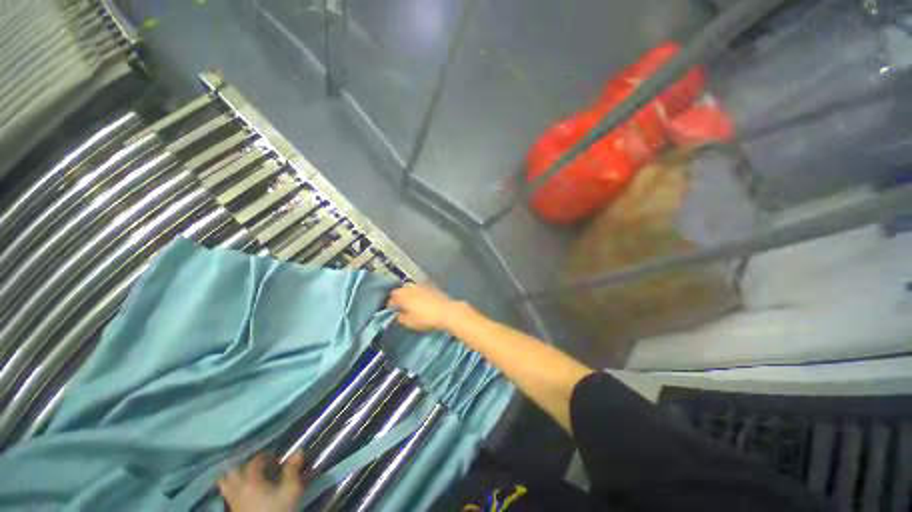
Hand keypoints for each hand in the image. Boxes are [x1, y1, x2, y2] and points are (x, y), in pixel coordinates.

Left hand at [217, 452, 307, 511]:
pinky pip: (227, 496)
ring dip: (231, 477)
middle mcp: (238, 490)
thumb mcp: (291, 490)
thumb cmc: (279, 510)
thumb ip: (292, 470)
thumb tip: (298, 450)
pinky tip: (241, 492)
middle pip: (232, 473)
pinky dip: (231, 490)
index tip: (271, 455)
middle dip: (241, 465)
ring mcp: (233, 502)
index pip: (253, 463)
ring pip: (224, 485)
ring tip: (241, 475)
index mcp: (251, 482)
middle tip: (253, 463)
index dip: (261, 457)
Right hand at [387, 283, 468, 331]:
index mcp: (401, 294)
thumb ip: (400, 317)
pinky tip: (421, 301)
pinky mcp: (430, 286)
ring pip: (409, 289)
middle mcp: (409, 286)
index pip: (391, 299)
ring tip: (411, 304)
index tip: (392, 313)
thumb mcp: (409, 322)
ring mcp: (420, 284)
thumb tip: (398, 313)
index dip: (390, 306)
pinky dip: (417, 294)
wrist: (446, 311)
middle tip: (401, 308)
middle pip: (400, 291)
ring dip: (408, 295)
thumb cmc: (426, 317)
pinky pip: (419, 289)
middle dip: (399, 298)